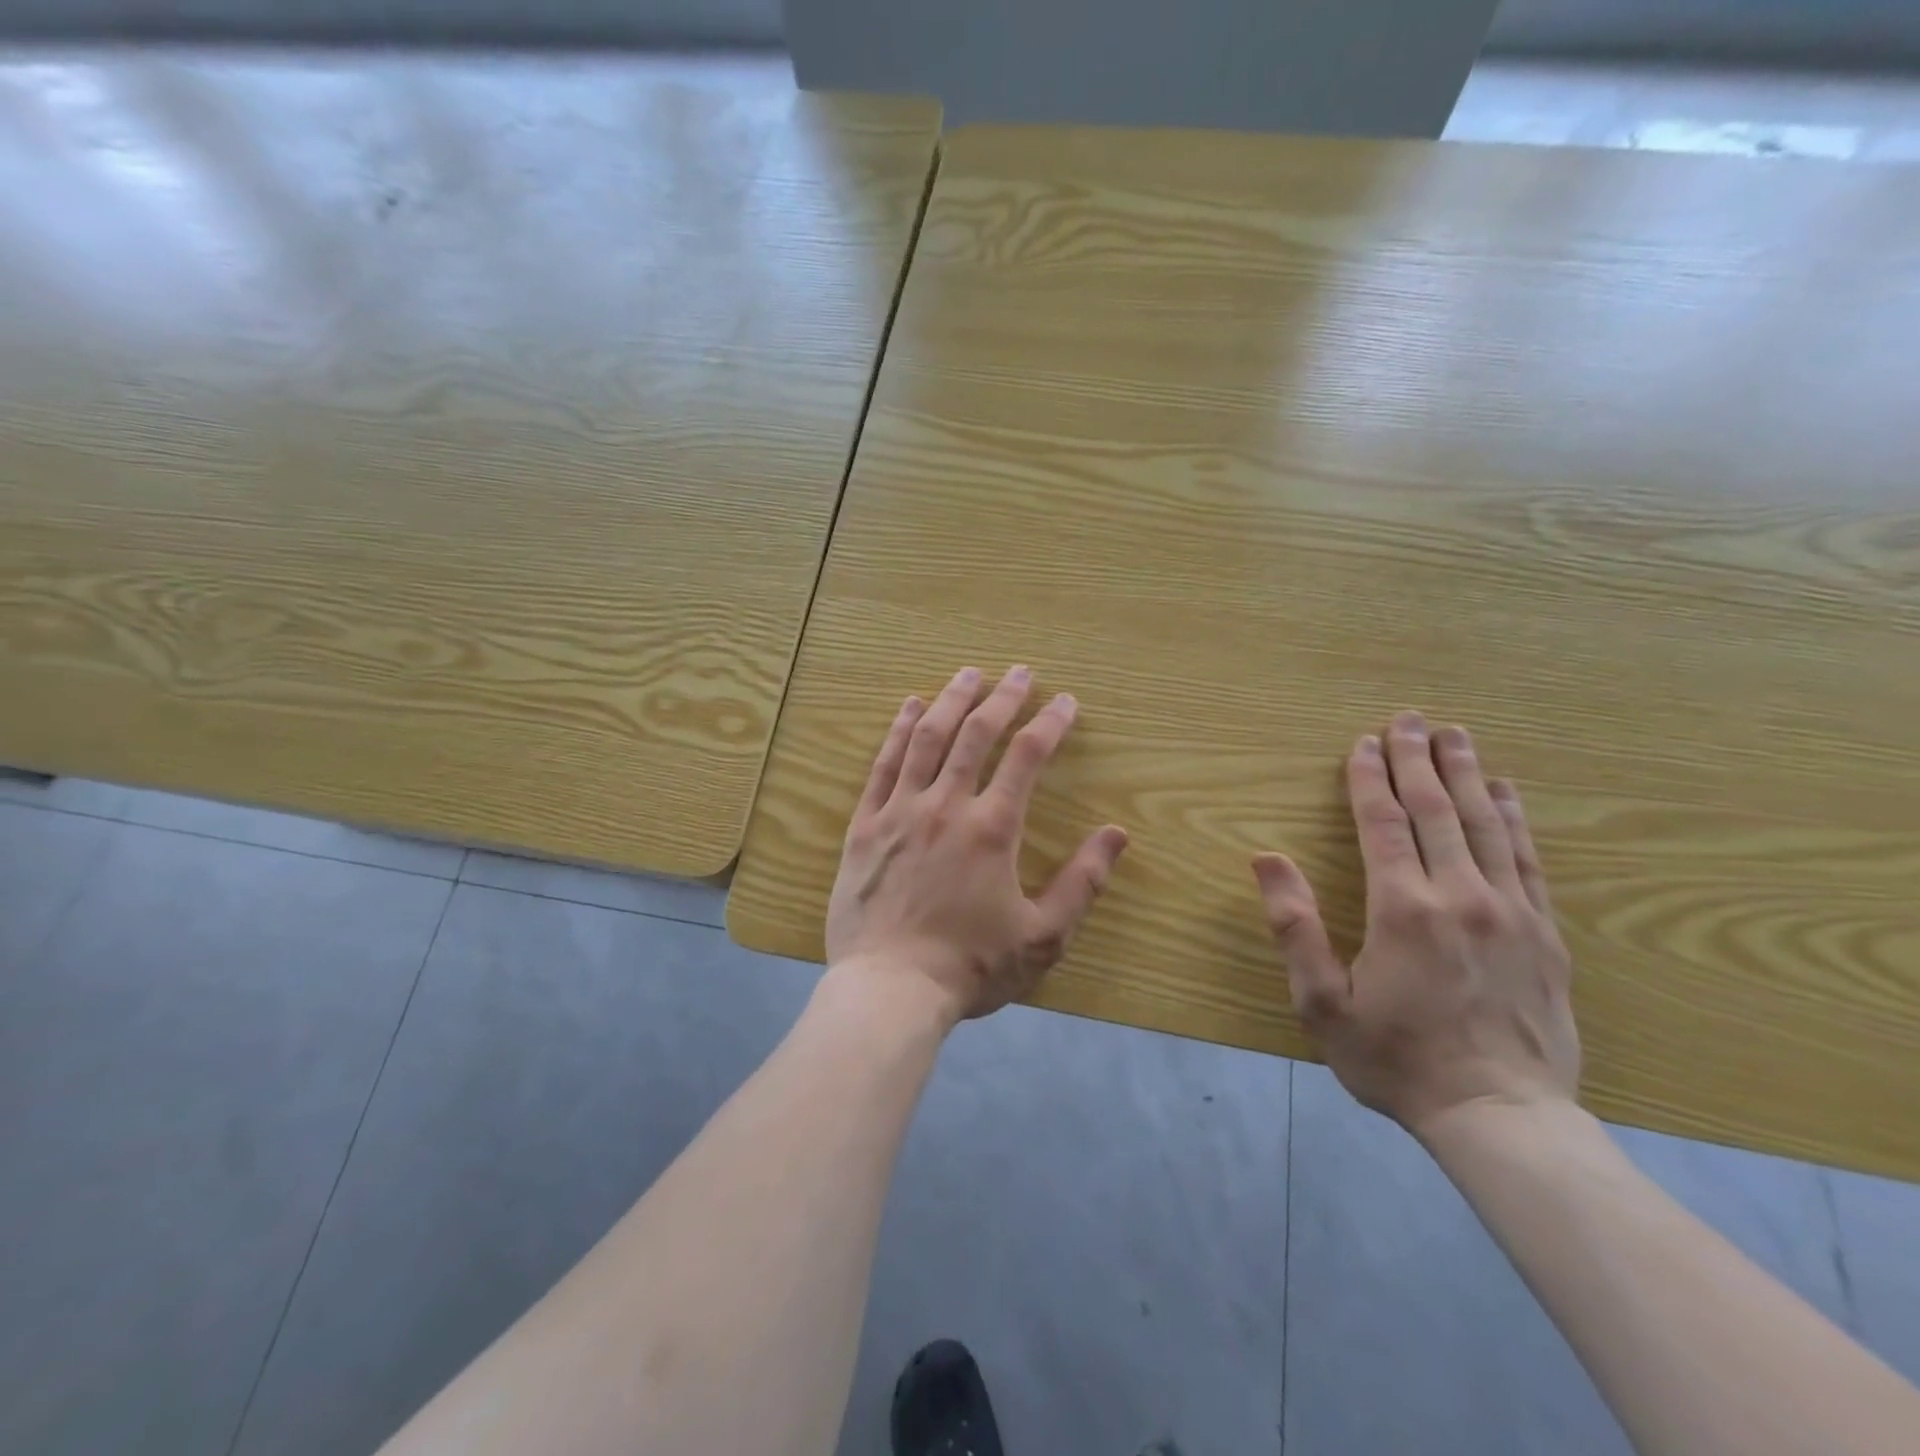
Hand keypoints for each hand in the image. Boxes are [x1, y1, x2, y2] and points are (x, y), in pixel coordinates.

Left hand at [825, 665, 1128, 1027]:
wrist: (889, 990)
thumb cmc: (970, 966)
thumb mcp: (1043, 936)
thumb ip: (1083, 882)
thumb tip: (1117, 834)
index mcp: (992, 828)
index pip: (1027, 757)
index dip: (1050, 723)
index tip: (1065, 701)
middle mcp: (946, 806)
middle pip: (977, 734)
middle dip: (1002, 697)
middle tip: (1019, 672)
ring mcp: (900, 811)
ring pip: (927, 738)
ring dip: (951, 700)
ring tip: (969, 673)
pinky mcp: (865, 825)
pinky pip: (883, 765)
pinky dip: (898, 730)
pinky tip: (910, 706)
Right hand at [1251, 712, 1578, 1135]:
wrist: (1502, 1118)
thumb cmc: (1395, 1059)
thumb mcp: (1321, 1003)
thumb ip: (1294, 926)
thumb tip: (1266, 858)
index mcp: (1402, 909)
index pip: (1383, 823)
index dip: (1369, 778)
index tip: (1362, 743)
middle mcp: (1461, 896)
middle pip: (1437, 810)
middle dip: (1418, 760)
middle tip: (1409, 719)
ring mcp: (1511, 912)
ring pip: (1487, 824)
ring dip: (1468, 774)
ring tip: (1455, 735)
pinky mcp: (1546, 933)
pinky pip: (1529, 859)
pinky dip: (1516, 818)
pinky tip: (1507, 792)